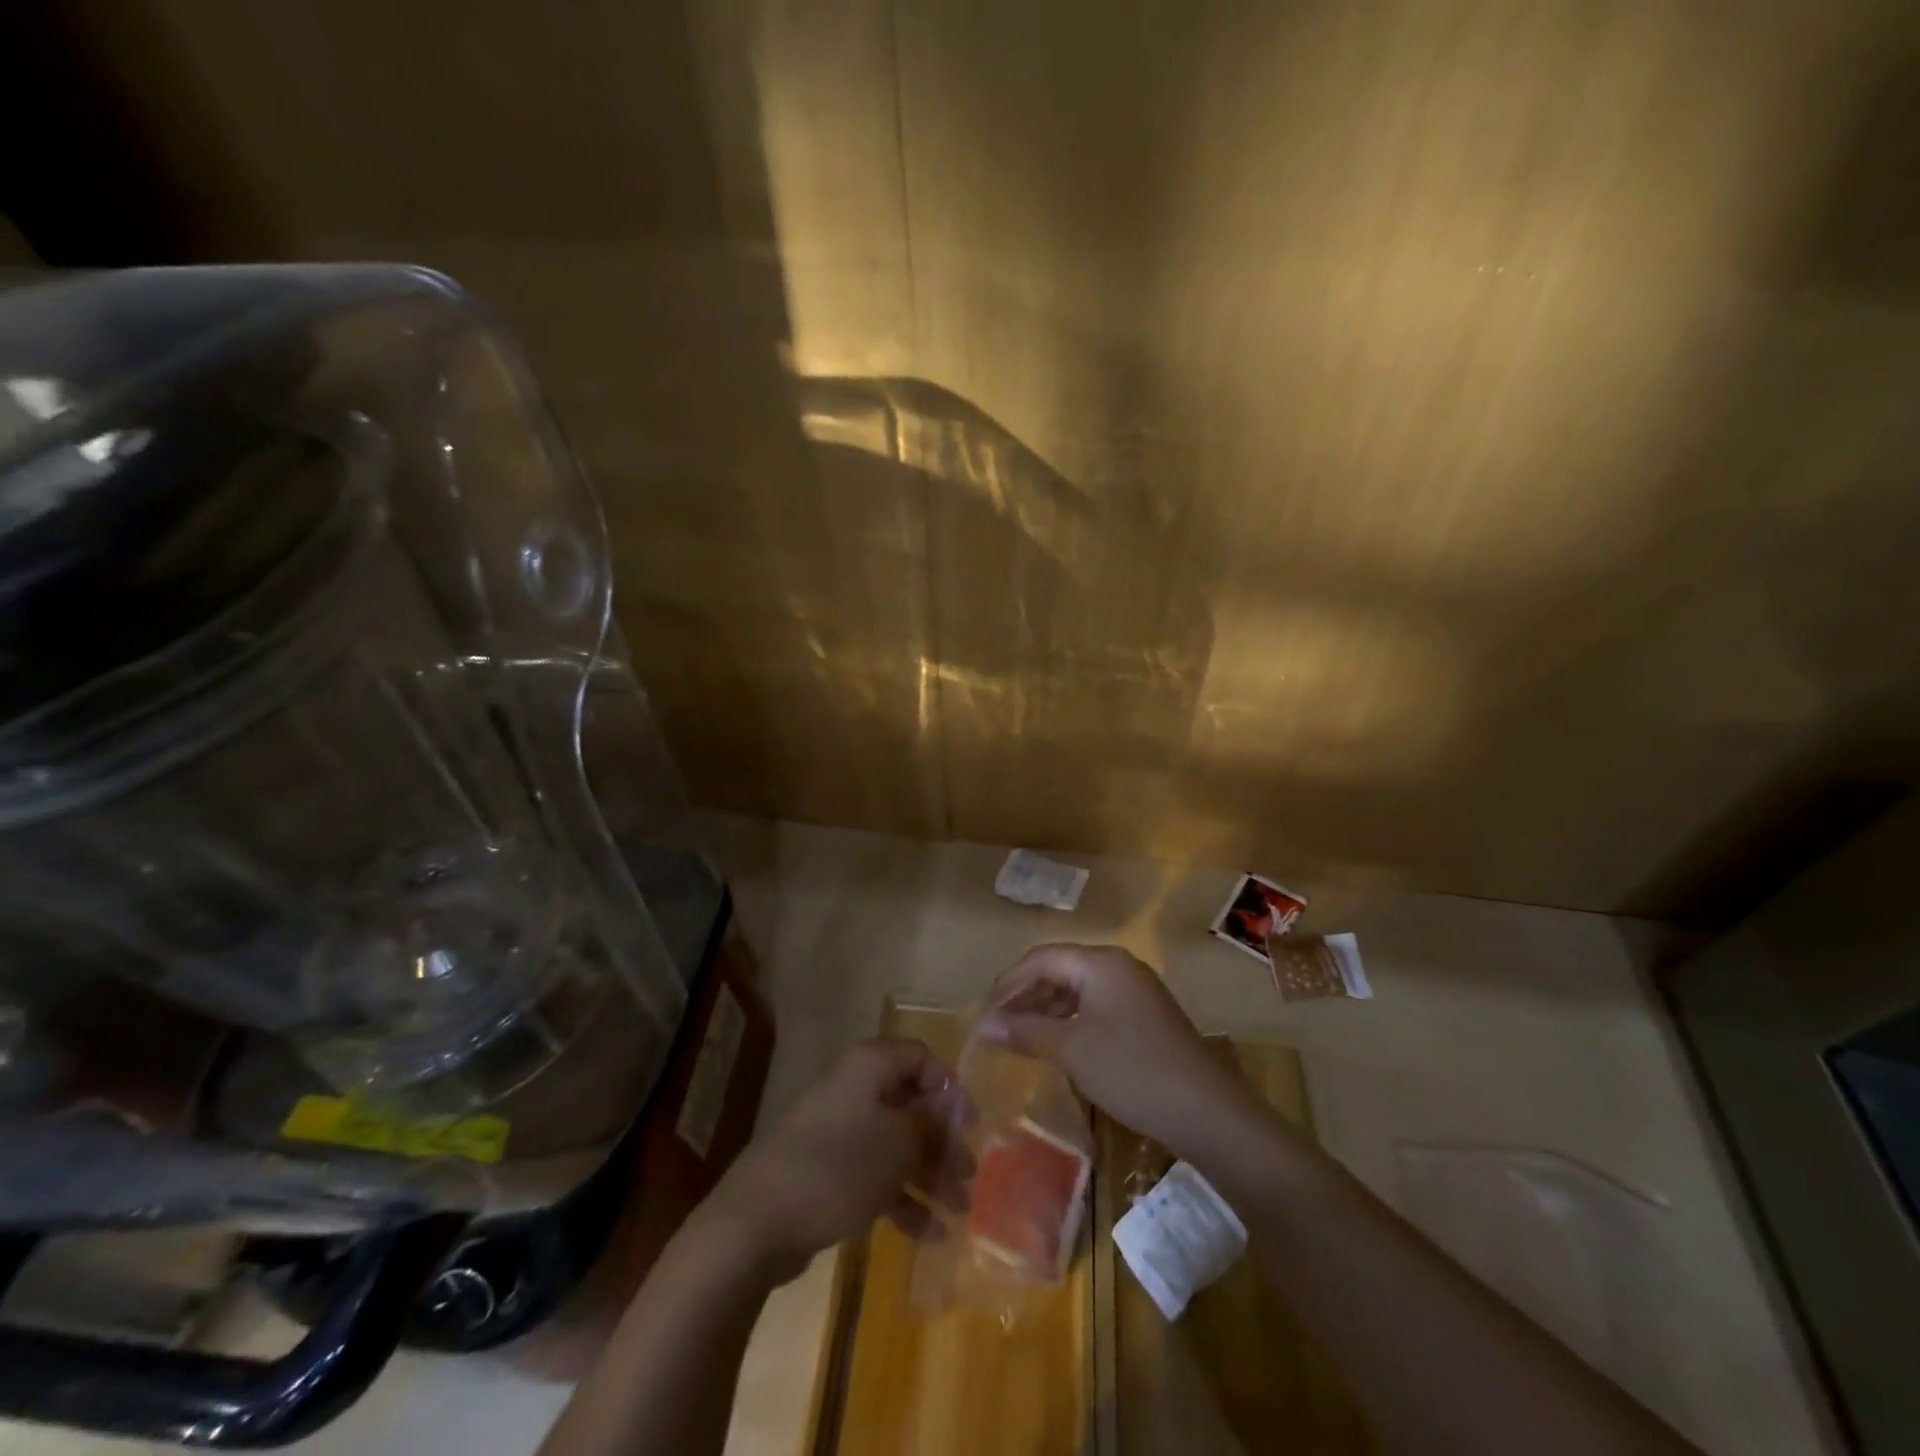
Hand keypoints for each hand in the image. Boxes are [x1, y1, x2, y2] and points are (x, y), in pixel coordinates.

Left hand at [703, 1038, 971, 1283]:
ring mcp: (839, 1130)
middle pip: (911, 1105)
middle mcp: (856, 1088)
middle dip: (943, 1140)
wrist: (757, 1221)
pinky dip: (902, 1198)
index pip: (922, 1058)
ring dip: (928, 1173)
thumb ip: (932, 1123)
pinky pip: (874, 1174)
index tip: (972, 1125)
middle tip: (969, 1175)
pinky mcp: (827, 1170)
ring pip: (895, 1143)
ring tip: (957, 1210)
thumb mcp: (899, 1143)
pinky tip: (930, 1234)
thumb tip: (952, 1107)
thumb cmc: (839, 1166)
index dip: (951, 1088)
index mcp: (871, 1066)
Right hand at [973, 943, 1260, 1158]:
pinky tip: (1055, 1045)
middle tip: (996, 1028)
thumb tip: (984, 1024)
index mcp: (1100, 962)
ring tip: (1018, 1038)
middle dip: (1024, 997)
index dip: (1007, 984)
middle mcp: (1117, 966)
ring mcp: (1134, 990)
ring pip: (1076, 989)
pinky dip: (1069, 1021)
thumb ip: (1026, 1031)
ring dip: (1045, 1010)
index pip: (1040, 959)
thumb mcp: (1072, 1050)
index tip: (981, 1014)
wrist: (1207, 1112)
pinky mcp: (1143, 1015)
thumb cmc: (1132, 1072)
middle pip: (1058, 970)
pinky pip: (1094, 1006)